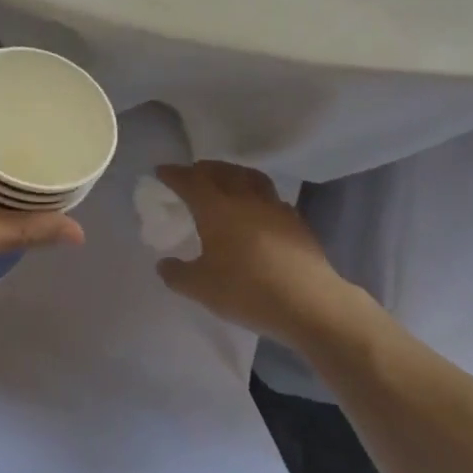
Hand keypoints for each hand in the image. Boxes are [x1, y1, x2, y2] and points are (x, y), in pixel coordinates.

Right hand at [154, 162, 374, 347]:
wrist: (310, 303)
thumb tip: (164, 264)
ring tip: (225, 182)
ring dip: (232, 174)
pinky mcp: (296, 222)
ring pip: (249, 178)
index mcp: (216, 208)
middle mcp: (245, 198)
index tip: (161, 171)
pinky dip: (256, 195)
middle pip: (221, 171)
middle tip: (191, 174)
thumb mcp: (201, 288)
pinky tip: (256, 211)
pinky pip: (270, 197)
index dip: (173, 174)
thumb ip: (177, 274)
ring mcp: (274, 207)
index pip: (190, 181)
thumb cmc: (248, 291)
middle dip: (202, 169)